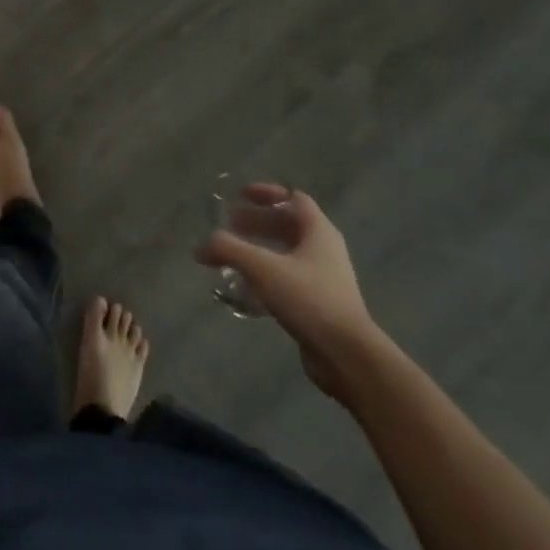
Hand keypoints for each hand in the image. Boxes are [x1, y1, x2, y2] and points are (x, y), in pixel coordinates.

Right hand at [197, 184, 382, 402]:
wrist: (347, 356)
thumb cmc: (309, 299)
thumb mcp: (262, 268)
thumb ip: (228, 249)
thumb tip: (201, 246)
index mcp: (318, 232)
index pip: (293, 199)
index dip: (267, 193)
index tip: (240, 196)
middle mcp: (324, 250)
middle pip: (287, 226)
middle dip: (256, 222)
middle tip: (229, 226)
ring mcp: (324, 279)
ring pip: (286, 254)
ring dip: (258, 250)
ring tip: (231, 256)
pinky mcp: (319, 304)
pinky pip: (288, 280)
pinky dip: (265, 276)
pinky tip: (244, 289)